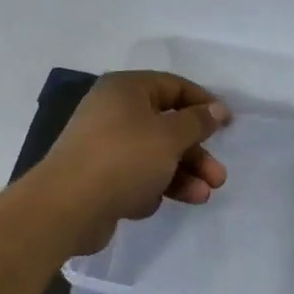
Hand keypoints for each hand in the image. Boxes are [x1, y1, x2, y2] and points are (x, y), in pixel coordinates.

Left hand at [36, 71, 232, 254]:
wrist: (66, 207)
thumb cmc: (124, 158)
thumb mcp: (170, 136)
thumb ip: (198, 121)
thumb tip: (218, 108)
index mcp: (126, 90)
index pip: (174, 87)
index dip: (203, 103)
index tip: (227, 124)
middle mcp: (113, 112)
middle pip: (167, 126)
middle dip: (196, 153)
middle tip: (218, 176)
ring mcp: (104, 146)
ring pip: (155, 155)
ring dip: (182, 175)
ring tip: (203, 196)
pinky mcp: (99, 177)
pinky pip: (136, 177)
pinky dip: (152, 188)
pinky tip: (153, 204)